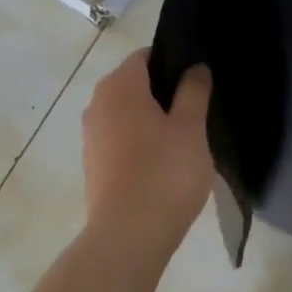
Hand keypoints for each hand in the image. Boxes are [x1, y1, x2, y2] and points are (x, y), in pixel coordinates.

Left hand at [81, 51, 212, 268]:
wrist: (130, 235)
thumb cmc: (165, 173)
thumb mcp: (191, 128)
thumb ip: (194, 92)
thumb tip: (195, 68)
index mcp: (120, 87)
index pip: (146, 56)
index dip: (174, 62)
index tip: (199, 81)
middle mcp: (97, 105)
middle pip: (135, 85)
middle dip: (165, 93)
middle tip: (199, 111)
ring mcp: (92, 137)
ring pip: (128, 116)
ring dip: (153, 121)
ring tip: (186, 140)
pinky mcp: (94, 166)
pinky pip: (122, 142)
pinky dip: (141, 144)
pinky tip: (166, 165)